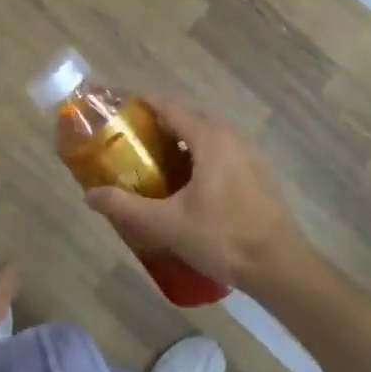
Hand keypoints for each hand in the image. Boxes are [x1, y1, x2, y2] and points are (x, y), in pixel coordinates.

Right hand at [84, 100, 311, 291]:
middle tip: (129, 142)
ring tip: (153, 162)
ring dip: (180, 140)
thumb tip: (90, 196)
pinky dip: (198, 154)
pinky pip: (220, 150)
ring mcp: (248, 153)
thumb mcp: (167, 224)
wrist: (280, 267)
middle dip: (158, 124)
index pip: (170, 106)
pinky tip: (185, 183)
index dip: (142, 104)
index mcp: (210, 138)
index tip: (118, 111)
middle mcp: (231, 136)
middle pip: (188, 117)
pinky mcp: (257, 172)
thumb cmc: (223, 238)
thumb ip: (126, 207)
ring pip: (206, 134)